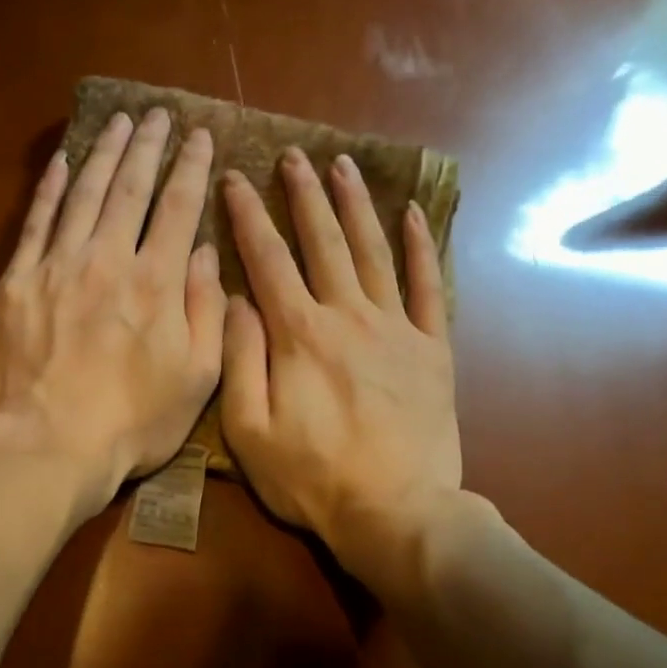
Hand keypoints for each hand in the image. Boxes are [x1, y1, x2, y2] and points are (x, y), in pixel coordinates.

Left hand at [0, 108, 224, 514]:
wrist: (48, 445)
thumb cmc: (132, 422)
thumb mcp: (196, 379)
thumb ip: (205, 311)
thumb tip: (202, 252)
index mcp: (156, 283)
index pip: (177, 208)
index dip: (190, 168)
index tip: (198, 136)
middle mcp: (108, 260)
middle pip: (130, 189)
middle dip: (147, 147)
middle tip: (157, 114)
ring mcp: (57, 266)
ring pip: (85, 195)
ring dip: (104, 154)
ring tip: (118, 122)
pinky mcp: (18, 283)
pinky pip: (36, 223)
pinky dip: (51, 190)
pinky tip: (63, 163)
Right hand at [221, 148, 466, 594]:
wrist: (395, 512)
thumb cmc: (311, 477)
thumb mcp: (250, 429)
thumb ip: (240, 359)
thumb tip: (234, 299)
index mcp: (299, 335)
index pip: (267, 260)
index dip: (248, 216)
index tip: (234, 179)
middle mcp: (348, 316)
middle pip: (323, 242)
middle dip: (303, 196)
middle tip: (293, 155)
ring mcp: (396, 329)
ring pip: (373, 252)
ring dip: (356, 206)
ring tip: (342, 166)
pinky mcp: (432, 349)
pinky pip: (427, 287)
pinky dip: (420, 248)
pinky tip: (412, 215)